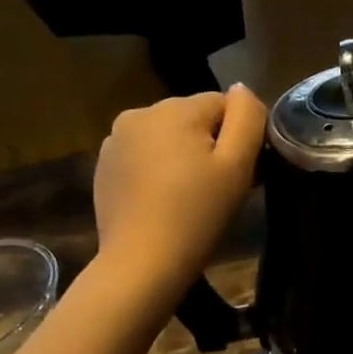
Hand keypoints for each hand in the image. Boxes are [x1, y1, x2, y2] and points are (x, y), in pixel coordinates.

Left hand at [92, 86, 266, 298]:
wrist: (142, 263)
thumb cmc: (198, 214)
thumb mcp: (237, 165)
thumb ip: (248, 118)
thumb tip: (244, 90)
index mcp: (174, 108)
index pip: (224, 104)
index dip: (240, 137)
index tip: (243, 172)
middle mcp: (139, 113)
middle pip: (193, 119)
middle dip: (209, 145)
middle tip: (220, 189)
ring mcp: (115, 140)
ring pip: (167, 137)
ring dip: (183, 157)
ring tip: (190, 198)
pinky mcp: (104, 167)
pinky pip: (144, 157)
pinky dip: (158, 171)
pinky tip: (164, 202)